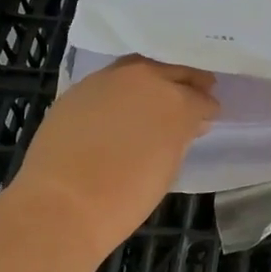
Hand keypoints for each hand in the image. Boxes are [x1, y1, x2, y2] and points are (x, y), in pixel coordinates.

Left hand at [15, 56, 218, 252]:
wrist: (62, 203)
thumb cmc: (125, 197)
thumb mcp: (167, 168)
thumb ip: (180, 138)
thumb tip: (187, 125)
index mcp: (177, 102)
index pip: (201, 98)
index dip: (207, 108)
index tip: (208, 116)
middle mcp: (146, 79)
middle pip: (175, 70)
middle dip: (188, 82)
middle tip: (194, 93)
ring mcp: (110, 79)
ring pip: (141, 67)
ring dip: (154, 77)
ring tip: (156, 96)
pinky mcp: (81, 87)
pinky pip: (111, 80)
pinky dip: (122, 88)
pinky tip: (120, 105)